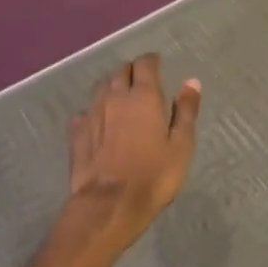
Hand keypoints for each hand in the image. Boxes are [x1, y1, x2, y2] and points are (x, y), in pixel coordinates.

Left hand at [61, 54, 201, 261]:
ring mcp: (92, 113)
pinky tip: (99, 121)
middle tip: (142, 82)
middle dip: (132, 71)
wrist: (109, 204)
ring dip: (112, 86)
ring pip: (101, 87)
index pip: (145, 64)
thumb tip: (191, 82)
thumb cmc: (154, 175)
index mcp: (144, 96)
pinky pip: (85, 111)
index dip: (152, 61)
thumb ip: (186, 111)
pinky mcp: (76, 132)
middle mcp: (115, 96)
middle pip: (120, 71)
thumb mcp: (181, 145)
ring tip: (121, 97)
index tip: (158, 65)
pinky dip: (95, 110)